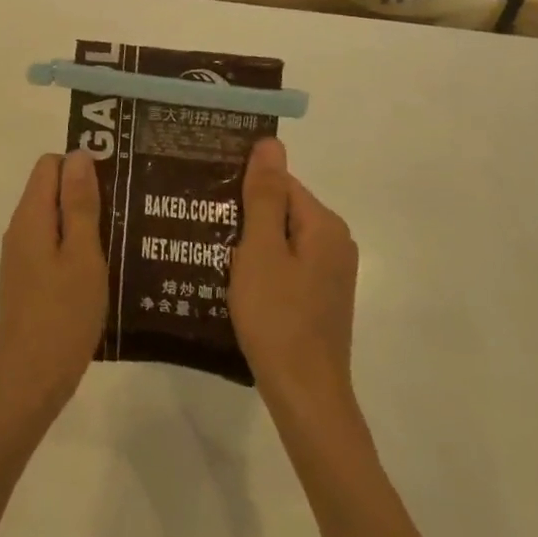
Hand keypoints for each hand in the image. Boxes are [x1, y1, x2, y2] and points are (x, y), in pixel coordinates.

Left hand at [0, 153, 107, 433]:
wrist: (28, 381)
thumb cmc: (62, 315)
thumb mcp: (82, 255)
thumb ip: (80, 204)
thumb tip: (78, 154)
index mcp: (31, 216)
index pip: (50, 164)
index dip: (82, 165)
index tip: (118, 182)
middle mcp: (21, 229)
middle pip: (51, 190)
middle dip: (88, 192)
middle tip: (129, 210)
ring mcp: (23, 257)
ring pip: (55, 220)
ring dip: (86, 222)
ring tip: (126, 236)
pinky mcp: (29, 281)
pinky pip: (54, 246)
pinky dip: (77, 248)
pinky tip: (106, 267)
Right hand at [229, 139, 360, 421]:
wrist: (304, 394)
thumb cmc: (277, 316)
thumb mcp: (260, 250)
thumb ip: (264, 195)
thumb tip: (271, 142)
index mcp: (324, 225)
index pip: (279, 183)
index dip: (242, 189)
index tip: (206, 199)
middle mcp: (335, 242)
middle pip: (281, 209)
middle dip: (244, 215)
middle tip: (202, 225)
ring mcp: (330, 273)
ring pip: (281, 239)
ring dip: (248, 242)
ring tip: (210, 250)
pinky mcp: (319, 297)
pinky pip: (285, 264)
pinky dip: (260, 266)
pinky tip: (233, 280)